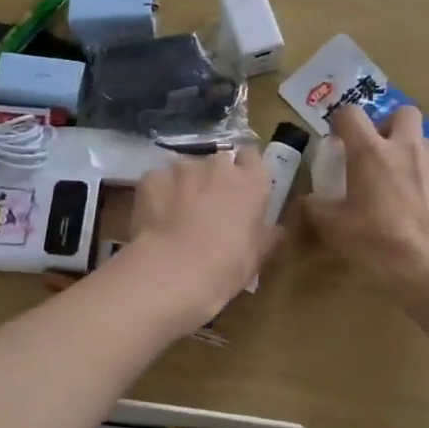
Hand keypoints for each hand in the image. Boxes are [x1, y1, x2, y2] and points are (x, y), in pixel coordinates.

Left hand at [124, 148, 281, 321]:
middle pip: (219, 162)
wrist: (173, 270)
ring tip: (176, 215)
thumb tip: (276, 230)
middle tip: (208, 206)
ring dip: (185, 186)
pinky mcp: (152, 177)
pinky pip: (159, 180)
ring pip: (186, 170)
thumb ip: (266, 236)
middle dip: (214, 179)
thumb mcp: (256, 257)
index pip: (252, 157)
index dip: (245, 170)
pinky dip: (159, 194)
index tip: (240, 188)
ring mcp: (182, 168)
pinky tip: (155, 218)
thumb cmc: (225, 266)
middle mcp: (218, 166)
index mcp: (251, 182)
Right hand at [303, 104, 428, 293]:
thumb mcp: (334, 228)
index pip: (351, 114)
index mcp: (370, 151)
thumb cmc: (378, 240)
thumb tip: (306, 200)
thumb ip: (315, 208)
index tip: (338, 138)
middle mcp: (407, 147)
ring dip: (414, 152)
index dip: (341, 121)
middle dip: (391, 125)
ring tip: (406, 181)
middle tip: (381, 151)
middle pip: (403, 112)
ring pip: (427, 141)